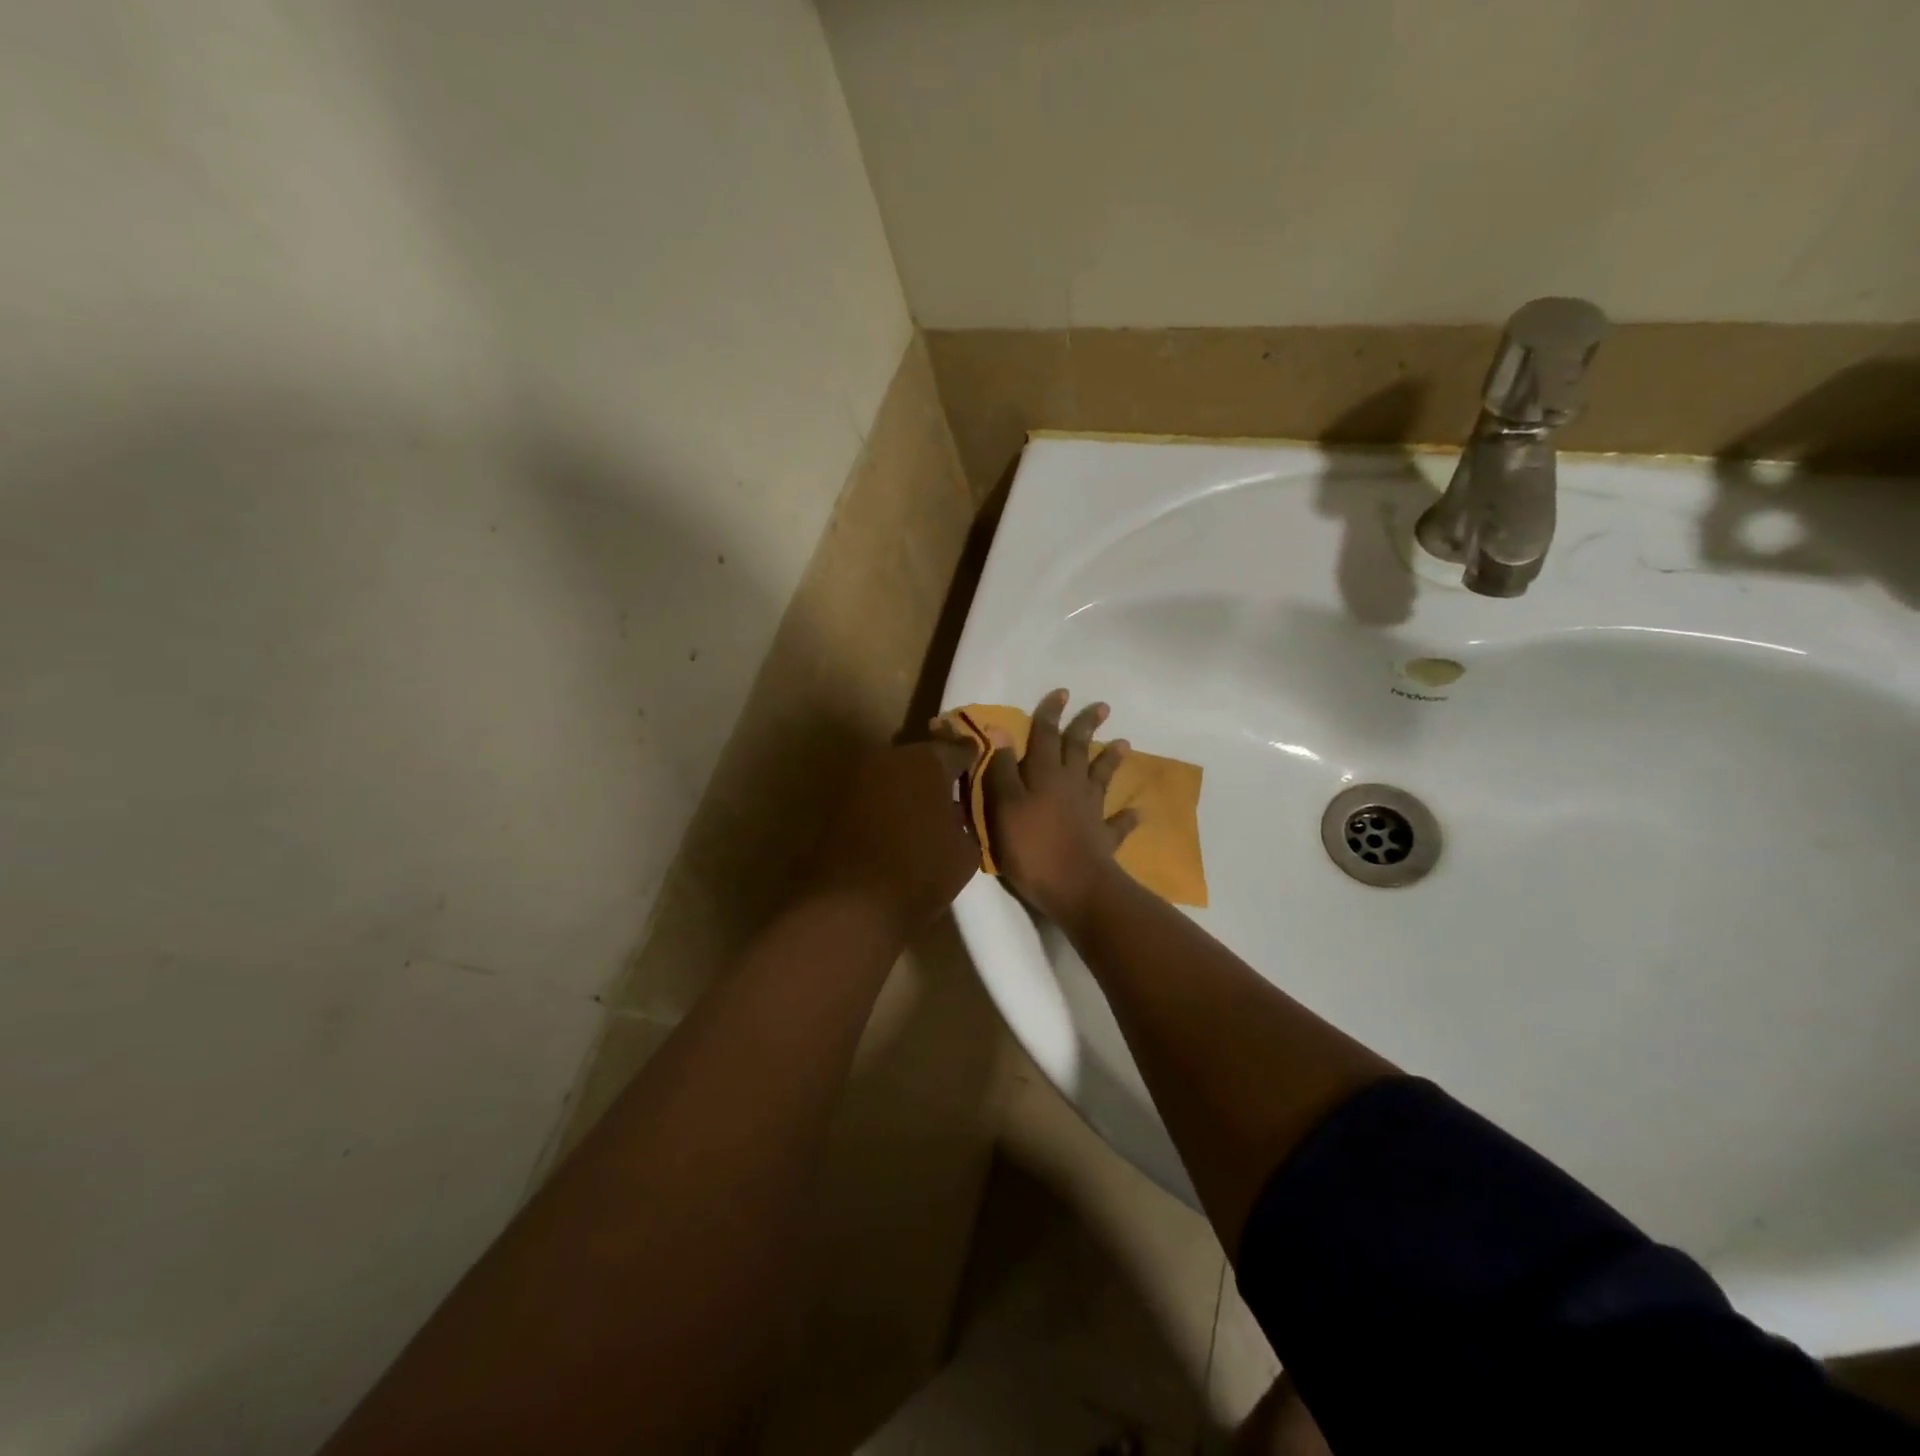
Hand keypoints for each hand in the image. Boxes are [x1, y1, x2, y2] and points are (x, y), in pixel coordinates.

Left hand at [813, 737, 980, 936]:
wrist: (853, 903)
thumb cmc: (921, 872)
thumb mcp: (967, 850)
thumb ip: (967, 819)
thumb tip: (959, 810)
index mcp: (928, 761)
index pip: (960, 748)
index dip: (973, 760)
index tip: (982, 772)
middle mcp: (891, 757)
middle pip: (923, 758)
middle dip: (938, 773)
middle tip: (954, 794)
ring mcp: (860, 777)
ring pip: (896, 774)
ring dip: (911, 787)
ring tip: (927, 813)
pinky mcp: (838, 800)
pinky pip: (875, 793)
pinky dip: (889, 803)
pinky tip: (900, 825)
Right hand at [980, 688, 1137, 926]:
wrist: (1075, 885)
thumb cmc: (1031, 845)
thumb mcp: (1005, 805)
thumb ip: (1003, 769)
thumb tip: (1001, 728)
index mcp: (1045, 773)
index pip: (1046, 734)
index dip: (1051, 713)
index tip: (1062, 692)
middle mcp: (1071, 784)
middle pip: (1079, 748)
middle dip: (1087, 726)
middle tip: (1102, 706)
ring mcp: (1091, 809)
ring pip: (1102, 777)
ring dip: (1111, 760)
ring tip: (1123, 743)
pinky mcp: (1104, 836)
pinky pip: (1118, 823)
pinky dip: (1127, 817)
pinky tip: (1137, 812)